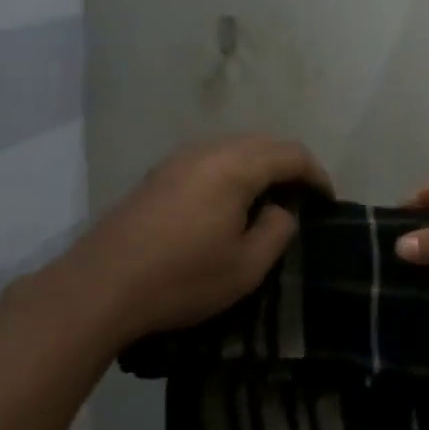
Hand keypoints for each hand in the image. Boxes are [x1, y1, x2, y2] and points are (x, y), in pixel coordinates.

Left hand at [67, 135, 330, 343]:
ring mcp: (179, 159)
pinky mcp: (160, 174)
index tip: (327, 202)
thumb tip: (282, 210)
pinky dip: (233, 172)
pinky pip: (211, 160)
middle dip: (289, 167)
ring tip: (270, 201)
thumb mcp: (246, 266)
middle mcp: (209, 150)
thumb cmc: (182, 278)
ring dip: (260, 168)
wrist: (101, 285)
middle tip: (303, 199)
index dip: (316, 175)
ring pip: (235, 149)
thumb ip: (277, 230)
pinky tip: (229, 203)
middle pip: (263, 144)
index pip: (291, 154)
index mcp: (236, 165)